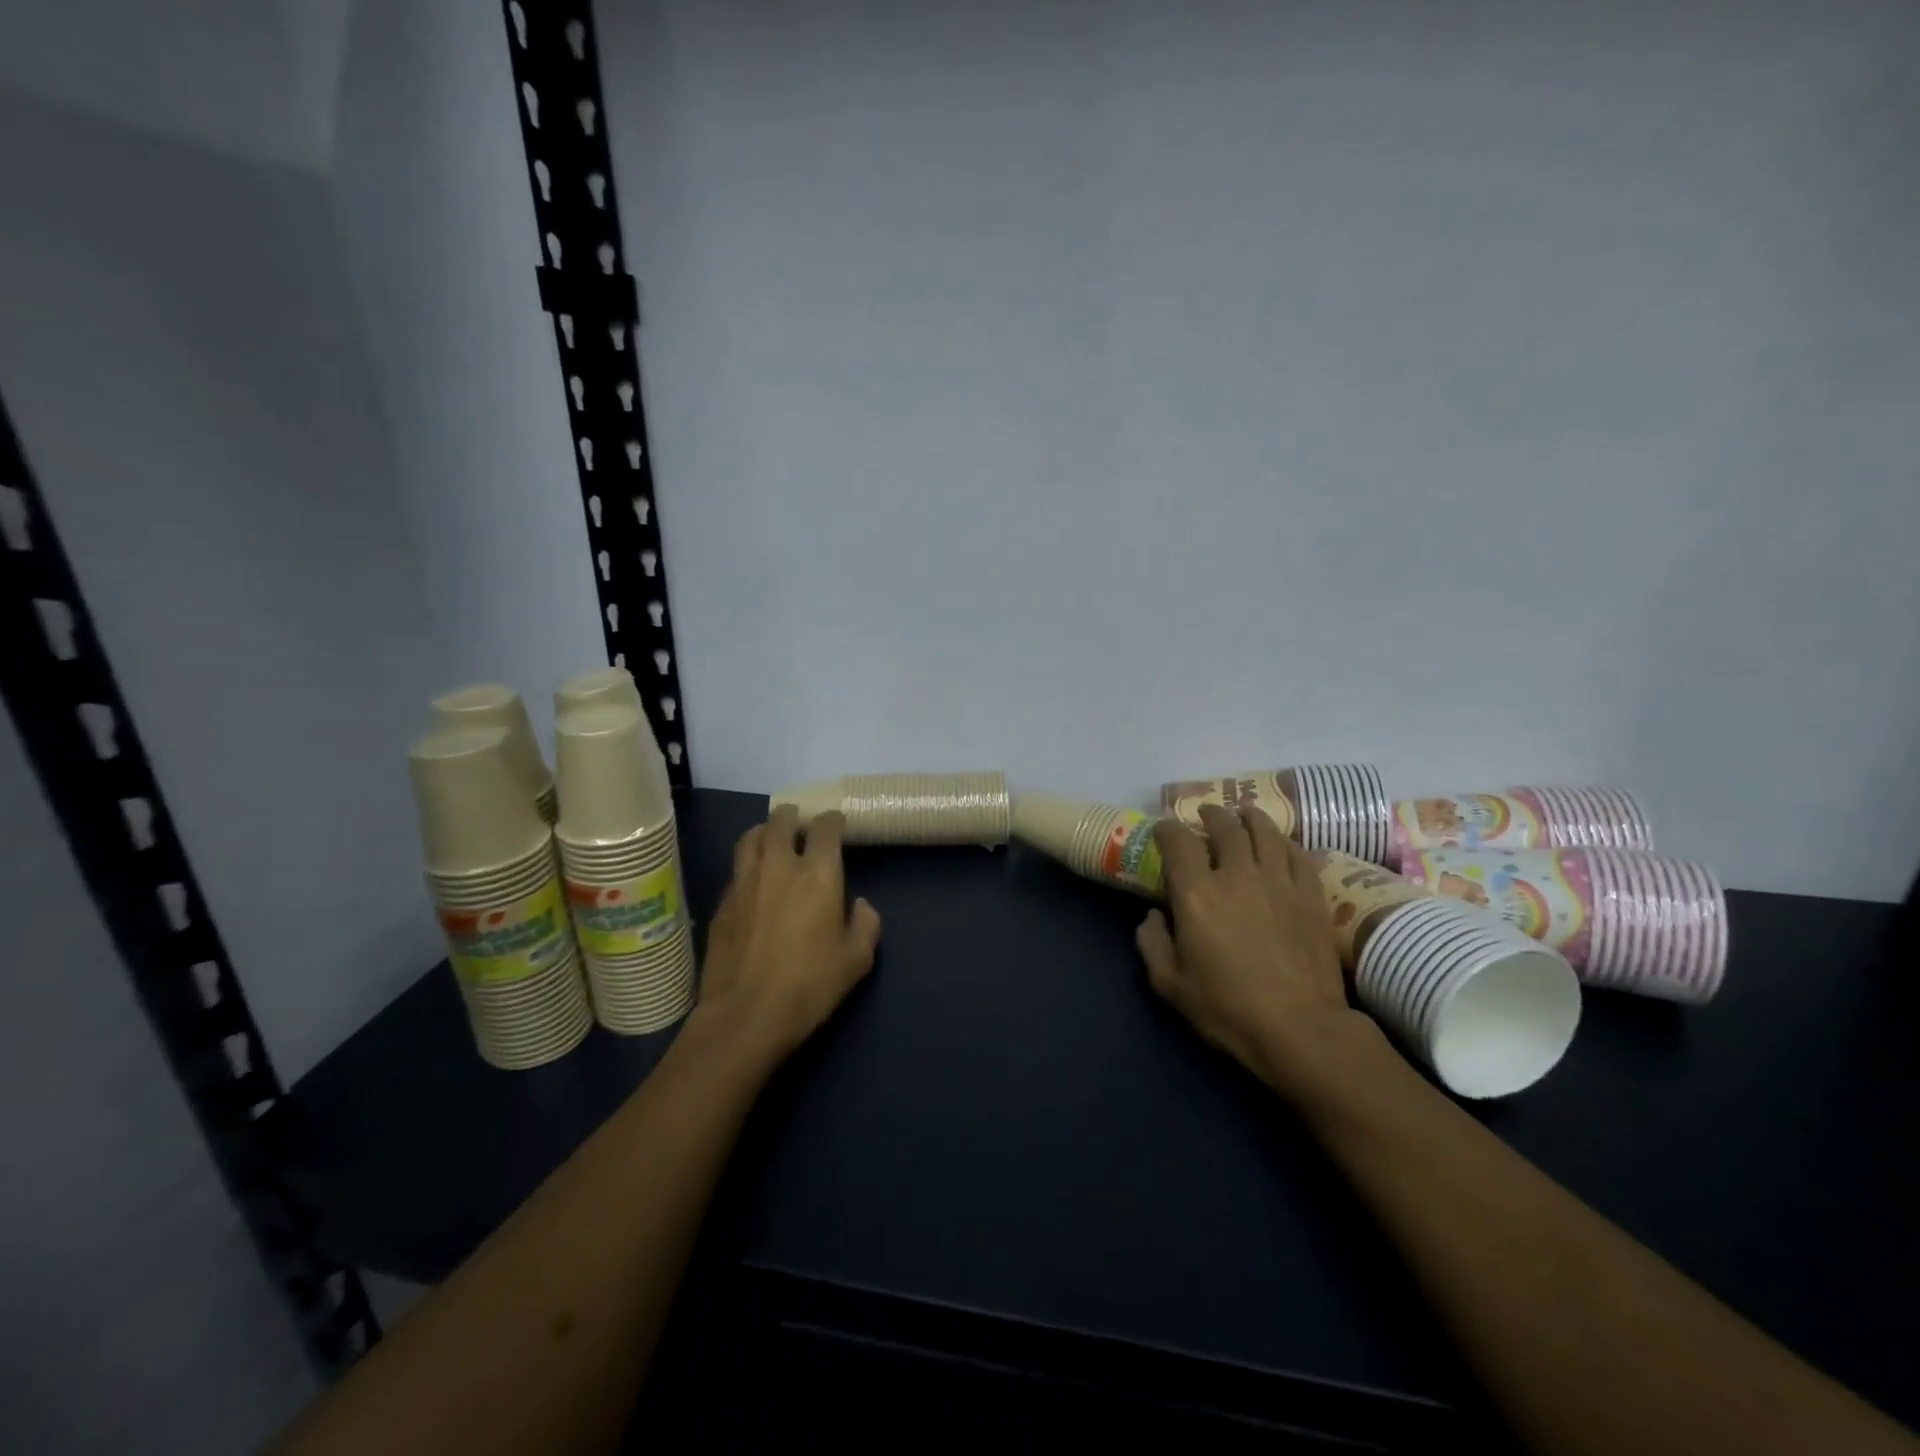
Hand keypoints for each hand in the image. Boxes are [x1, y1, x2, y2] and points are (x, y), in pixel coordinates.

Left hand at [694, 806, 881, 1065]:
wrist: (746, 1015)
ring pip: (750, 838)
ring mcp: (744, 883)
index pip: (825, 829)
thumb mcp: (856, 960)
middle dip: (791, 816)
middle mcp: (778, 867)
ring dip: (763, 832)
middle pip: (780, 822)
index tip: (836, 823)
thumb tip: (860, 905)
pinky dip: (747, 866)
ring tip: (770, 838)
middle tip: (798, 821)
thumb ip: (865, 925)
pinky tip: (752, 881)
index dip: (832, 820)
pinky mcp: (721, 904)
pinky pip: (735, 871)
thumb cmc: (810, 985)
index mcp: (818, 874)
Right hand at [1136, 804, 1358, 1089]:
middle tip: (1206, 815)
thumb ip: (1152, 944)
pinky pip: (1298, 853)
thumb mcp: (1169, 984)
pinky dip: (1285, 842)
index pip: (1178, 841)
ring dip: (1250, 818)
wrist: (1301, 1028)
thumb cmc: (1227, 1008)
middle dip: (1211, 814)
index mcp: (1197, 893)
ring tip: (1244, 815)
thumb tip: (1154, 916)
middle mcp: (1237, 874)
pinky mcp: (1311, 894)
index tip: (1163, 830)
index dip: (1167, 828)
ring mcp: (1279, 881)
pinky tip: (1281, 844)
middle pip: (1224, 826)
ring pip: (1265, 831)